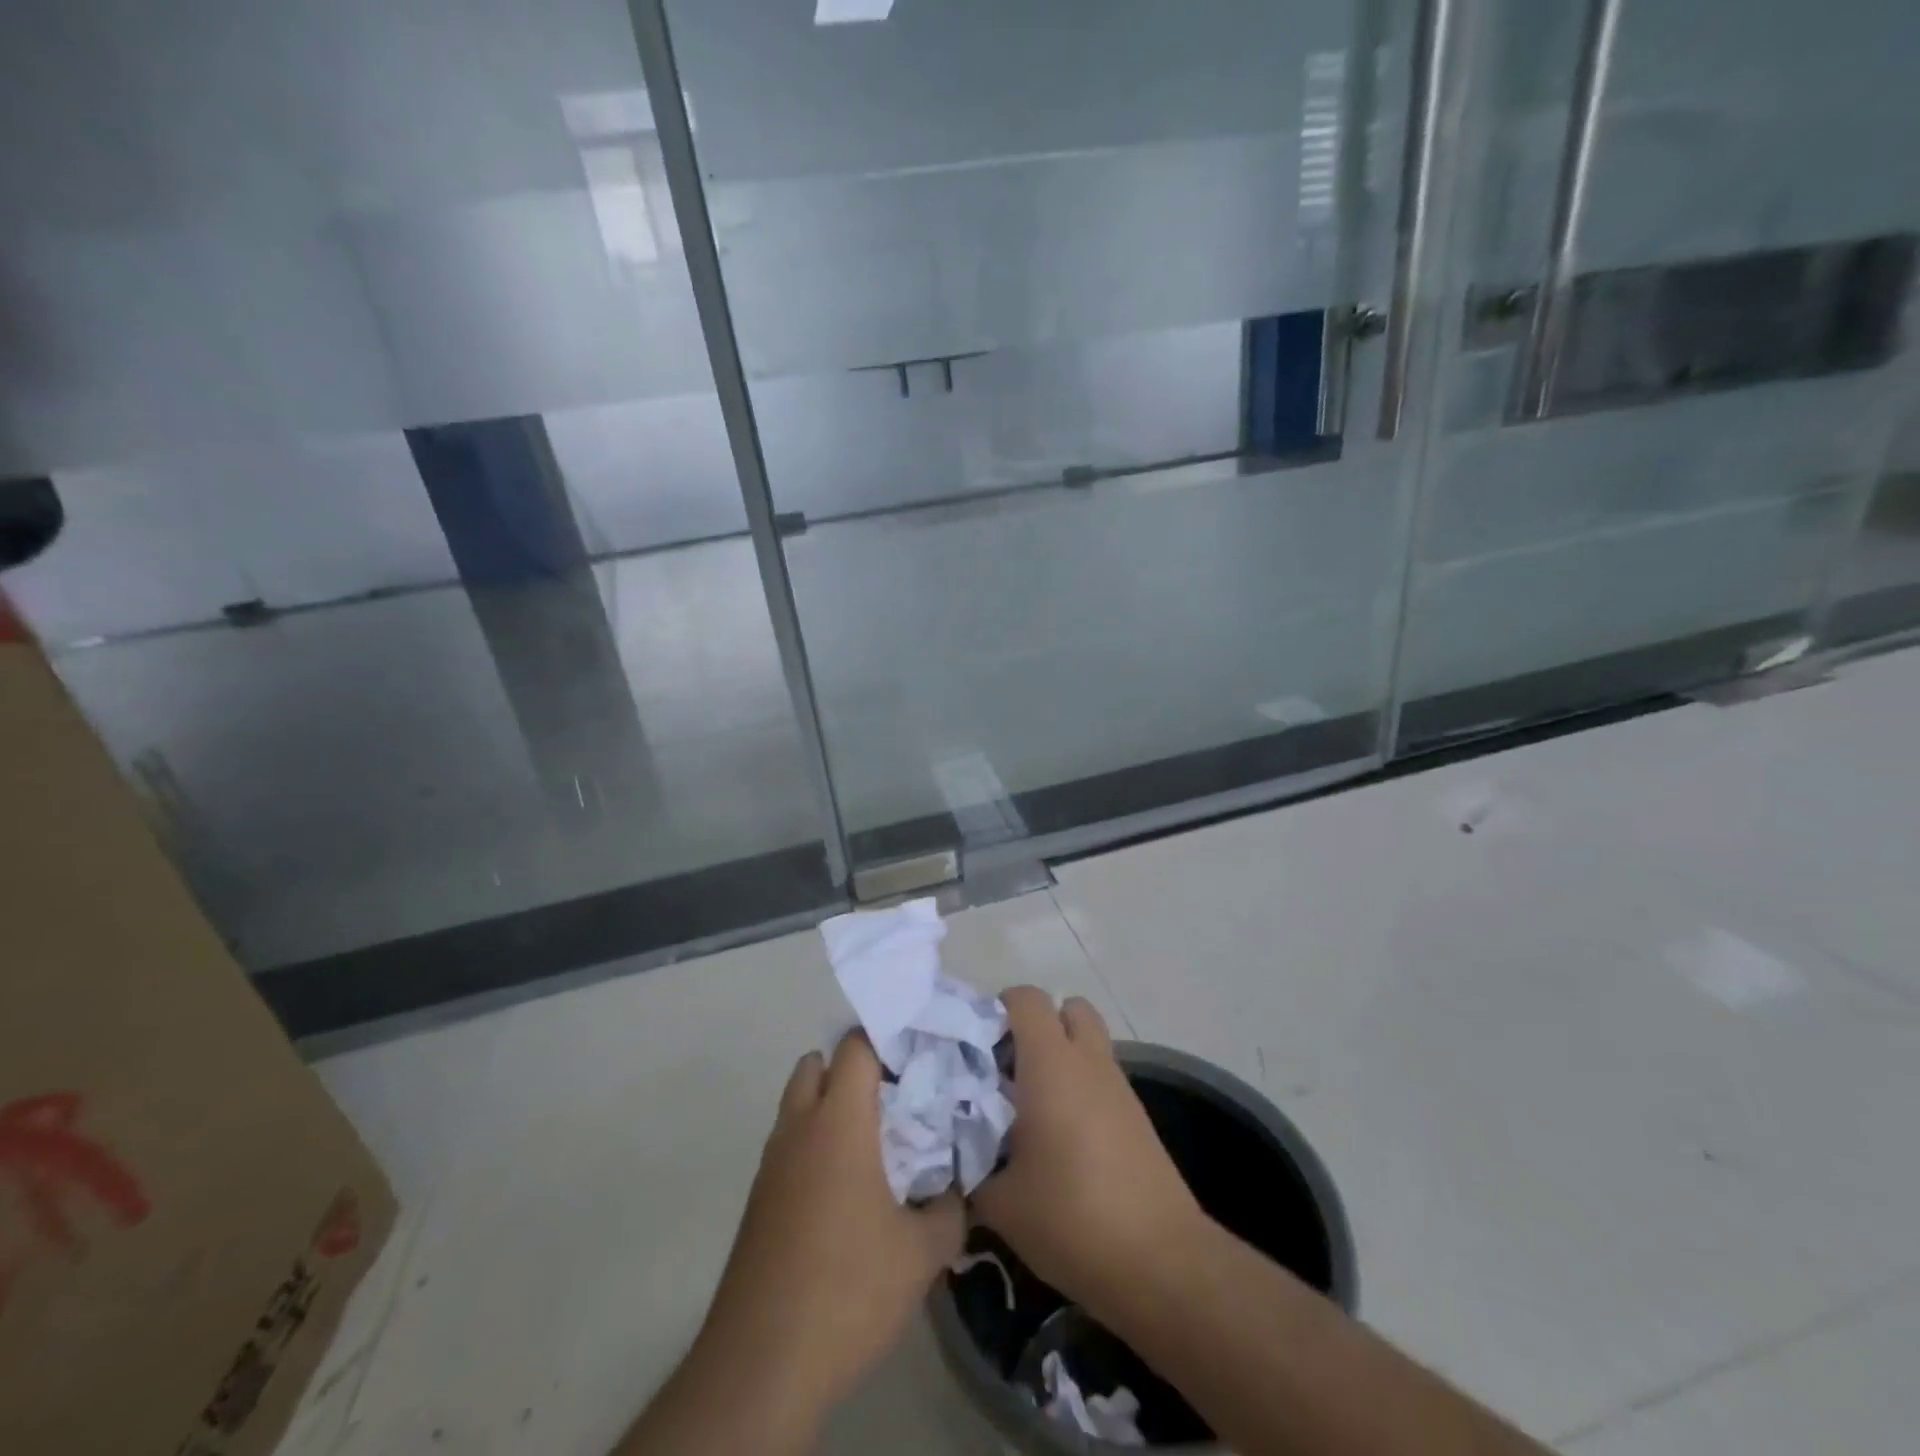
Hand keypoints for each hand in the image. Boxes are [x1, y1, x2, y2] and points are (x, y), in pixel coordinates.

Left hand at [694, 1030, 965, 1422]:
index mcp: (838, 1122)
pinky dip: (814, 1147)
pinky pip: (789, 1148)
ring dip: (829, 1108)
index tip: (920, 1056)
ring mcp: (771, 1165)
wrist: (761, 1364)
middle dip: (852, 1070)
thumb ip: (949, 1209)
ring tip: (875, 1145)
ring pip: (797, 1106)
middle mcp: (799, 1129)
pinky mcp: (758, 1201)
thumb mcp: (921, 1253)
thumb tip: (956, 1190)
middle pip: (816, 1065)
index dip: (887, 1040)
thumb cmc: (848, 1289)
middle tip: (895, 1098)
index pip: (856, 1047)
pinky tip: (846, 1193)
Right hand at [973, 987, 1203, 1318]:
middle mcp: (1088, 1060)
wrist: (1160, 1263)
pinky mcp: (1136, 1116)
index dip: (997, 1009)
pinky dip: (1080, 1088)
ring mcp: (1118, 1086)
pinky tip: (1061, 1139)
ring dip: (1060, 1058)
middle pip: (1066, 1008)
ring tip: (1030, 1108)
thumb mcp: (1000, 1202)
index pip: (1025, 998)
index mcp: (1051, 1062)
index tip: (975, 1047)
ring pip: (1087, 1044)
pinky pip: (1101, 1078)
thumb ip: (971, 1165)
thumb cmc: (1071, 1217)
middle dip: (1036, 1027)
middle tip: (1007, 1069)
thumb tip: (956, 1153)